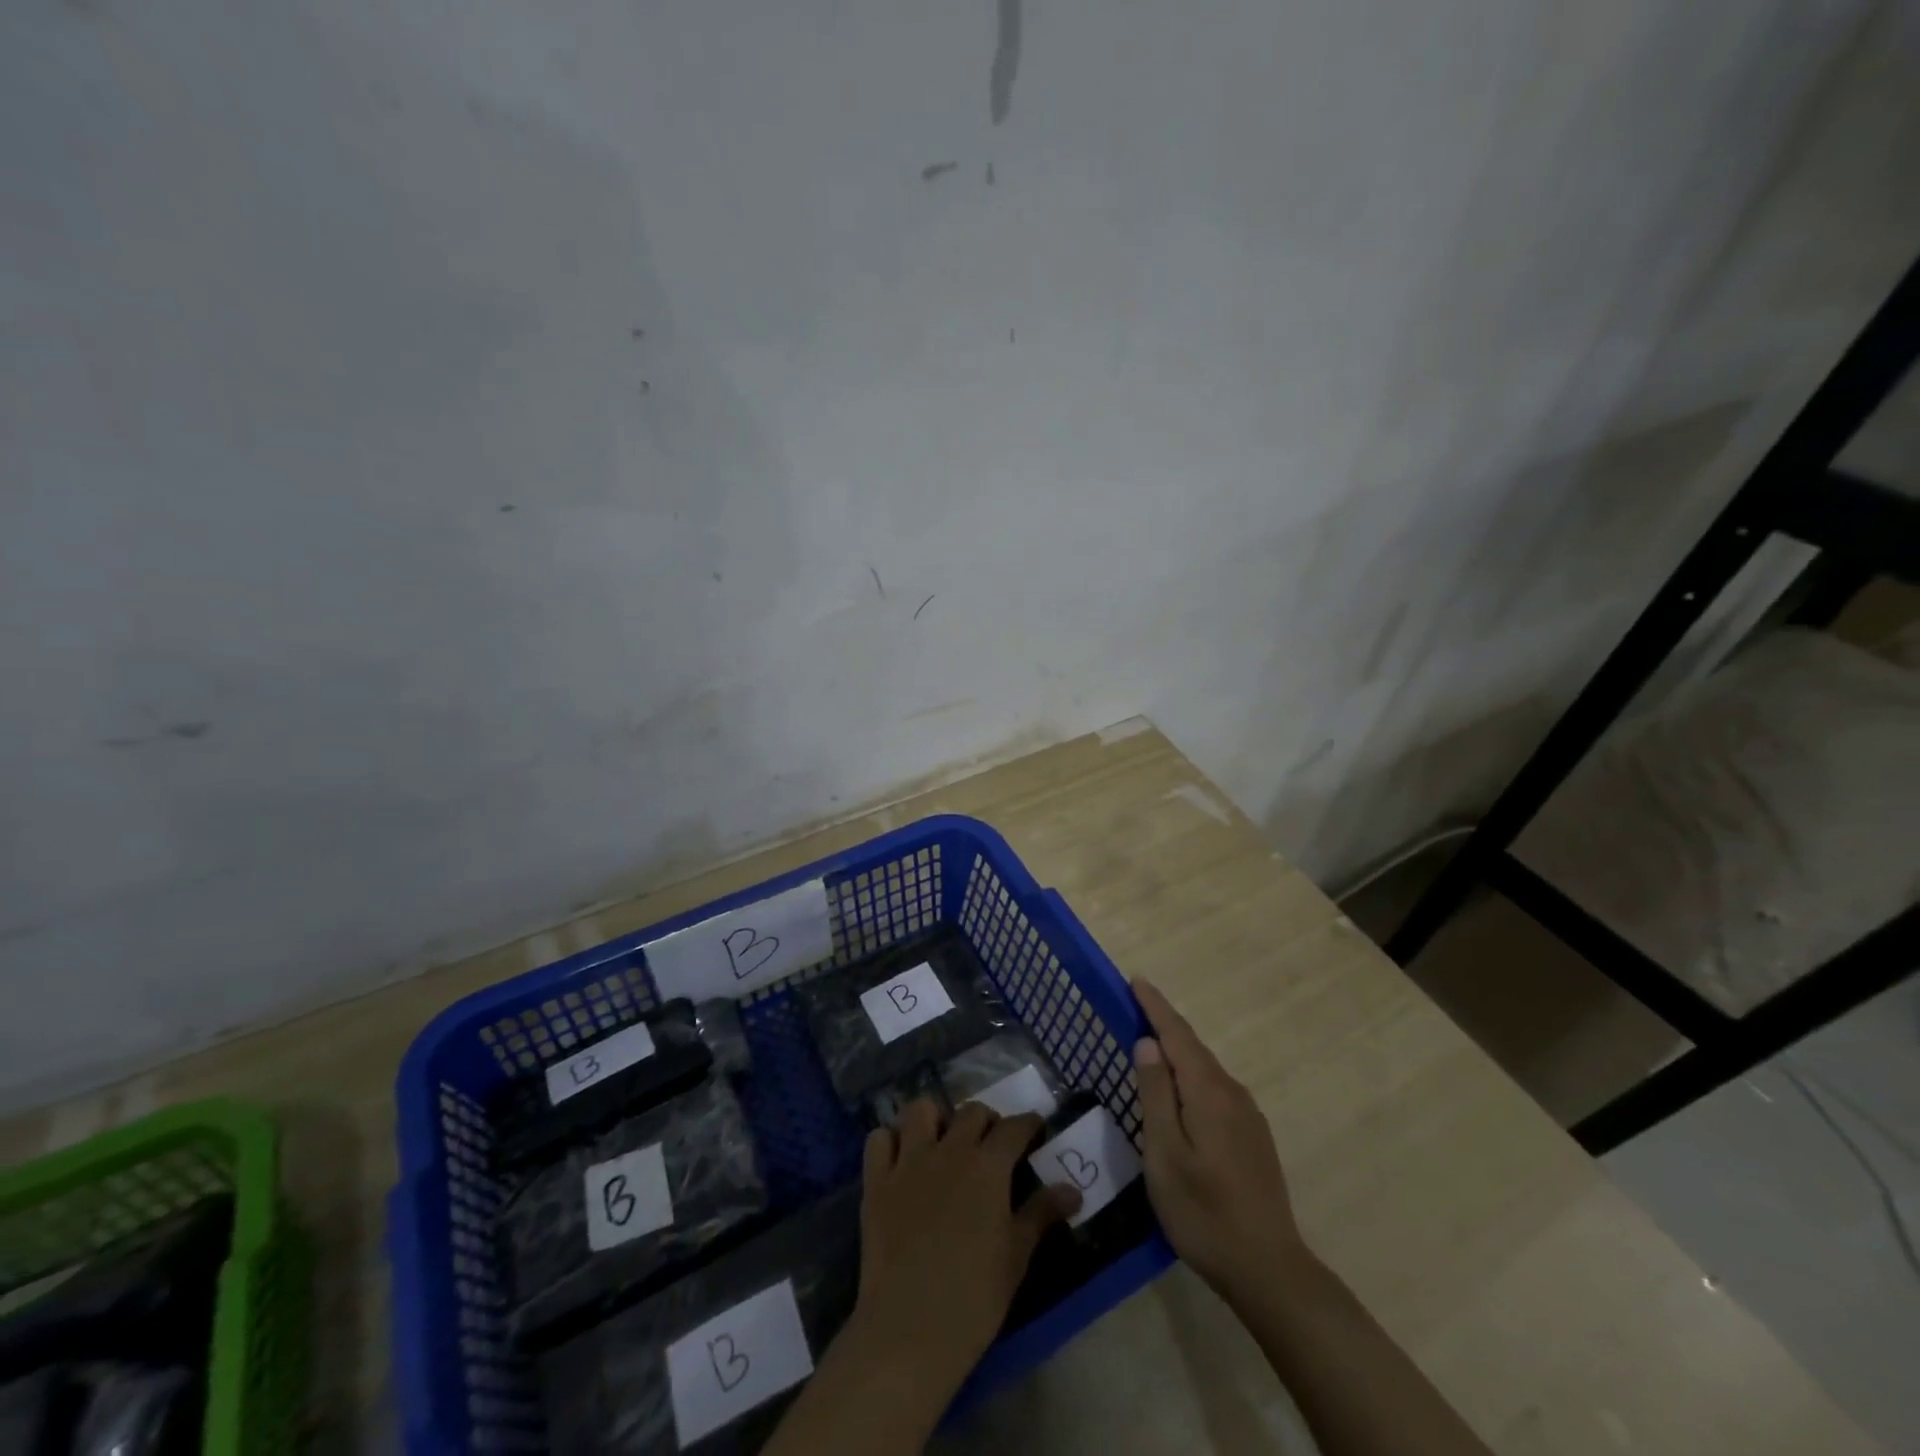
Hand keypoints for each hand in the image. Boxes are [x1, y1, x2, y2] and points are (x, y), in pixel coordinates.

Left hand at [853, 1099, 1079, 1391]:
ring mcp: (908, 1162)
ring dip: (934, 1118)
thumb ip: (1041, 1214)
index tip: (1035, 1128)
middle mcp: (949, 1150)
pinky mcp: (876, 1181)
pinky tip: (900, 1160)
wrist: (910, 1329)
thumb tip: (1073, 1190)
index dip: (1028, 1124)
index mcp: (987, 1166)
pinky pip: (879, 1139)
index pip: (1014, 1127)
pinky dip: (890, 1142)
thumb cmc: (974, 1297)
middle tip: (991, 1144)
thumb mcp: (1016, 1256)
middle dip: (986, 1120)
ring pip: (920, 1110)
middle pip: (971, 1112)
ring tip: (942, 1141)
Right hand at [1132, 977, 1304, 1298]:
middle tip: (1135, 1008)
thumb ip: (1156, 1094)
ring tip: (1151, 1047)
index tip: (1136, 980)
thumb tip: (1148, 1043)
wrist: (1269, 1269)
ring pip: (1206, 1070)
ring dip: (1178, 1053)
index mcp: (1208, 1091)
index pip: (1177, 1034)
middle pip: (1193, 1048)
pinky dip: (1192, 1078)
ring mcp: (1248, 1116)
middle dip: (1164, 1025)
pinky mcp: (1253, 1137)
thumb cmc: (1204, 1211)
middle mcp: (1232, 1093)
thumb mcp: (1165, 1153)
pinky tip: (1181, 1095)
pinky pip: (1215, 1090)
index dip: (1155, 1006)